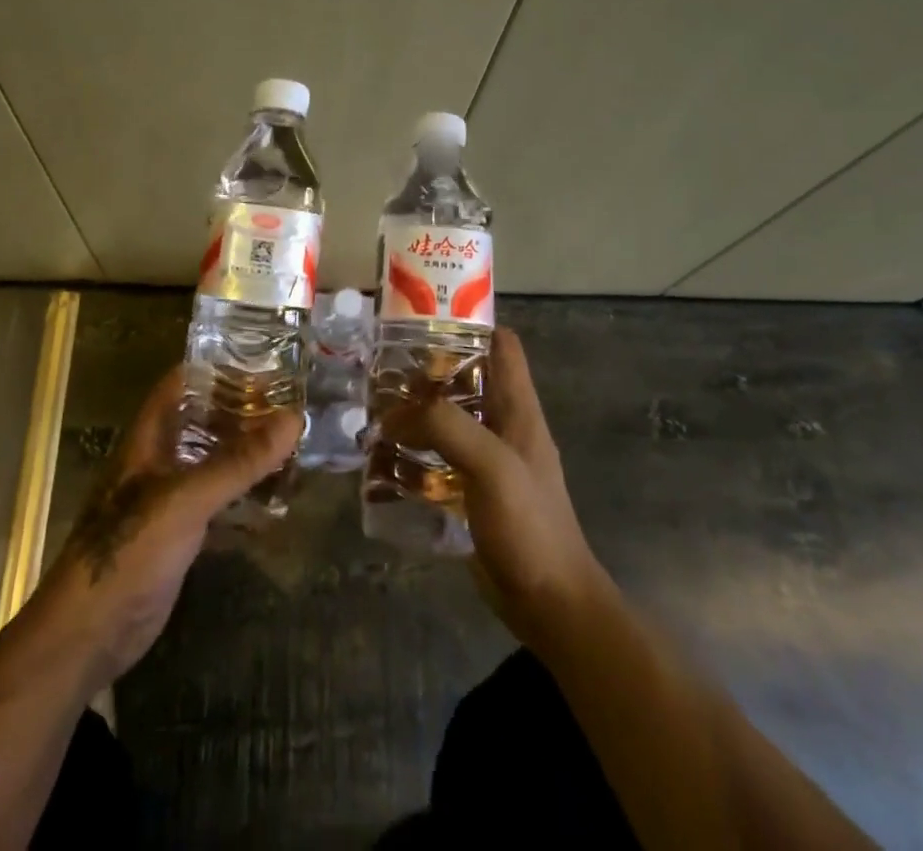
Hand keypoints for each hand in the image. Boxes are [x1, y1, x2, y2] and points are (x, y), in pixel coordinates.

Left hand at [26, 367, 299, 692]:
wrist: (88, 636)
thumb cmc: (128, 551)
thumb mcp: (186, 500)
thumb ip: (239, 462)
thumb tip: (294, 418)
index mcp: (150, 438)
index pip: (183, 384)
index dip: (218, 368)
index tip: (265, 361)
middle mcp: (159, 460)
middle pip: (204, 421)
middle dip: (244, 412)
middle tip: (293, 404)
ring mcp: (168, 499)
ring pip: (214, 462)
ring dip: (247, 455)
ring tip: (294, 444)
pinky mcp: (179, 536)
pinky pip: (218, 503)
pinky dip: (244, 497)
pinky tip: (277, 498)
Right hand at [383, 327, 608, 648]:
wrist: (548, 603)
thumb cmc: (529, 525)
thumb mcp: (490, 464)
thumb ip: (446, 426)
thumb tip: (393, 413)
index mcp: (518, 407)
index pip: (502, 344)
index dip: (469, 324)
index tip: (424, 320)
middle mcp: (503, 425)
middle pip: (466, 378)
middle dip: (427, 370)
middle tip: (382, 367)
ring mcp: (488, 459)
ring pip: (449, 418)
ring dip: (415, 413)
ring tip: (373, 408)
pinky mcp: (472, 491)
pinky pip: (438, 458)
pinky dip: (413, 453)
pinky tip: (382, 458)